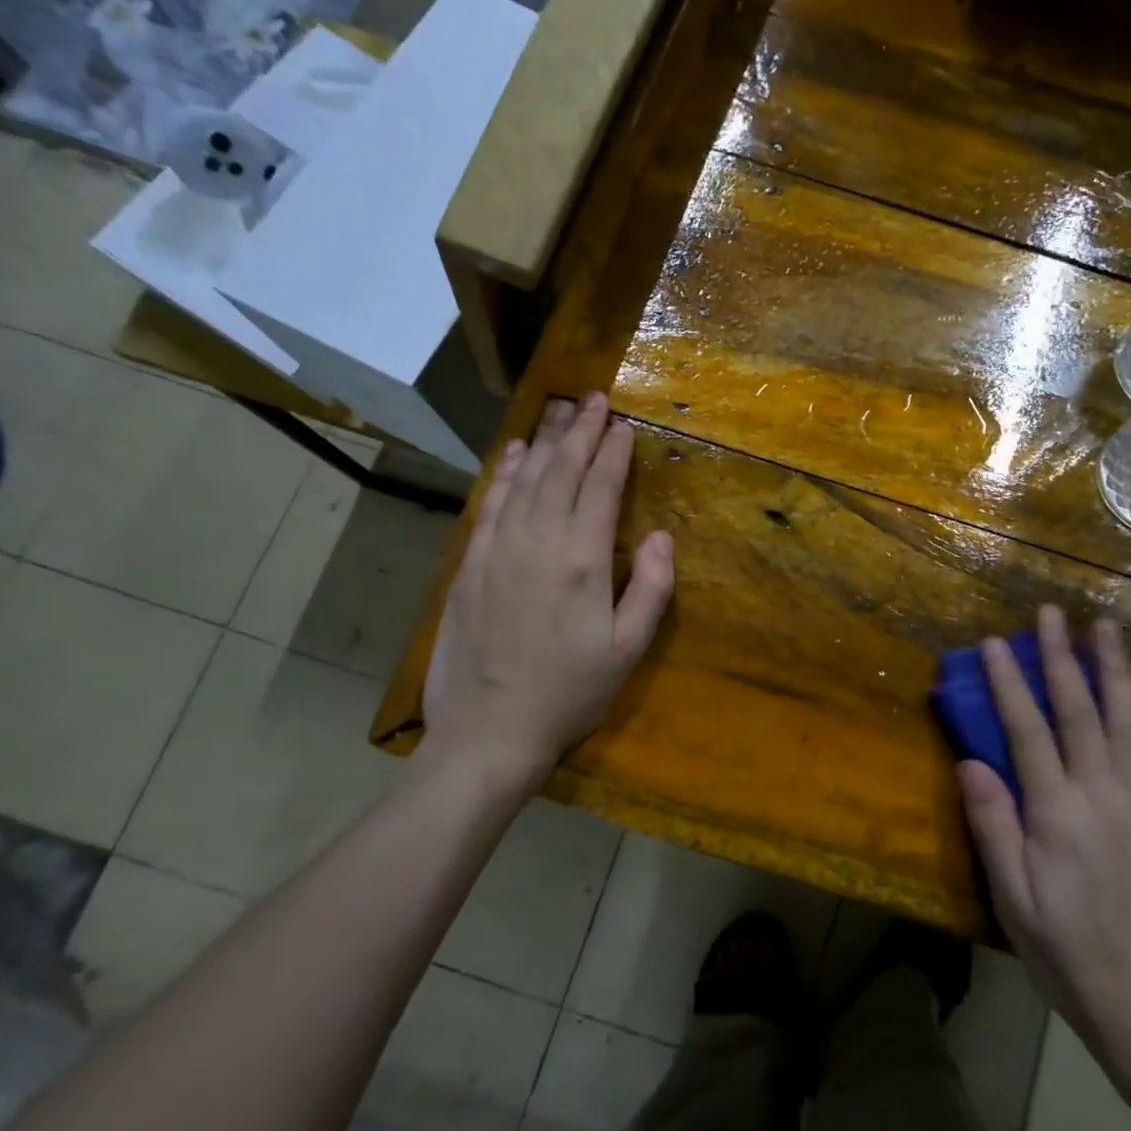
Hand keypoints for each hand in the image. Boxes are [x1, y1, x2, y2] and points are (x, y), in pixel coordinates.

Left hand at [421, 393, 674, 797]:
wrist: (489, 731)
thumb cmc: (569, 694)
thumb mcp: (628, 651)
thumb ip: (650, 588)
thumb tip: (660, 536)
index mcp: (581, 561)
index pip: (600, 489)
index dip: (614, 453)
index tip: (624, 425)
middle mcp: (537, 542)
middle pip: (561, 472)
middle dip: (581, 432)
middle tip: (595, 399)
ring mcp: (498, 550)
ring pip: (525, 480)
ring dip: (545, 443)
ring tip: (561, 413)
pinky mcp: (470, 565)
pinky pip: (491, 504)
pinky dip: (507, 473)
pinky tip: (516, 455)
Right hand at [959, 605, 1130, 1089]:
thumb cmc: (1066, 952)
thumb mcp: (1013, 900)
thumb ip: (994, 827)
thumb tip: (972, 762)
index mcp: (1057, 816)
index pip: (1028, 733)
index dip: (1010, 685)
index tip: (994, 643)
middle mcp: (1103, 797)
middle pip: (1080, 713)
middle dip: (1061, 658)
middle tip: (1053, 612)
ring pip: (1126, 721)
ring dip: (1113, 668)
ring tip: (1106, 625)